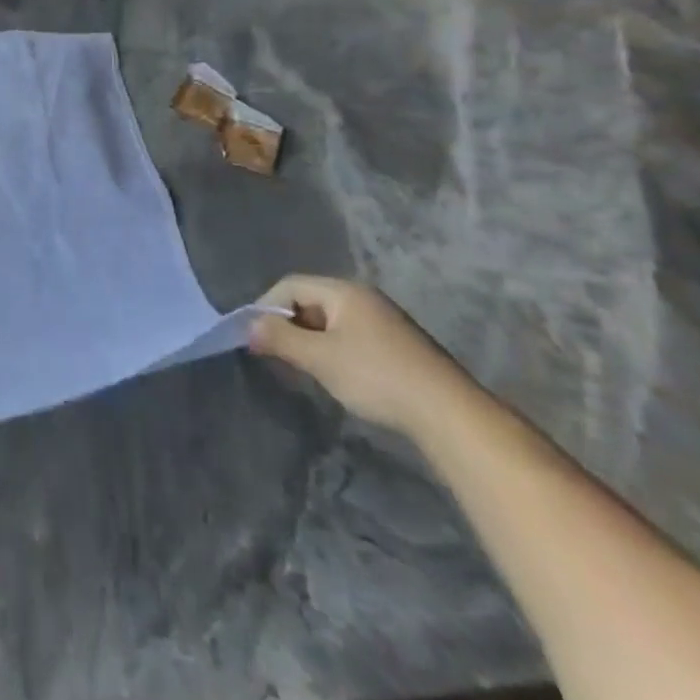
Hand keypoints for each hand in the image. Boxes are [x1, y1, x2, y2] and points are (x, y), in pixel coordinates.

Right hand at [247, 275, 474, 437]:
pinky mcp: (398, 345)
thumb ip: (280, 338)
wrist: (450, 414)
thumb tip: (249, 326)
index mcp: (344, 291)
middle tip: (275, 353)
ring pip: (331, 321)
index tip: (254, 337)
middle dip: (288, 324)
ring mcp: (384, 320)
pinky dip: (334, 349)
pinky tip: (337, 374)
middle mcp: (364, 297)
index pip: (290, 285)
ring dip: (311, 339)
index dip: (266, 307)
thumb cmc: (377, 376)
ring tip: (303, 366)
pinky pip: (351, 336)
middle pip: (311, 300)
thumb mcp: (320, 358)